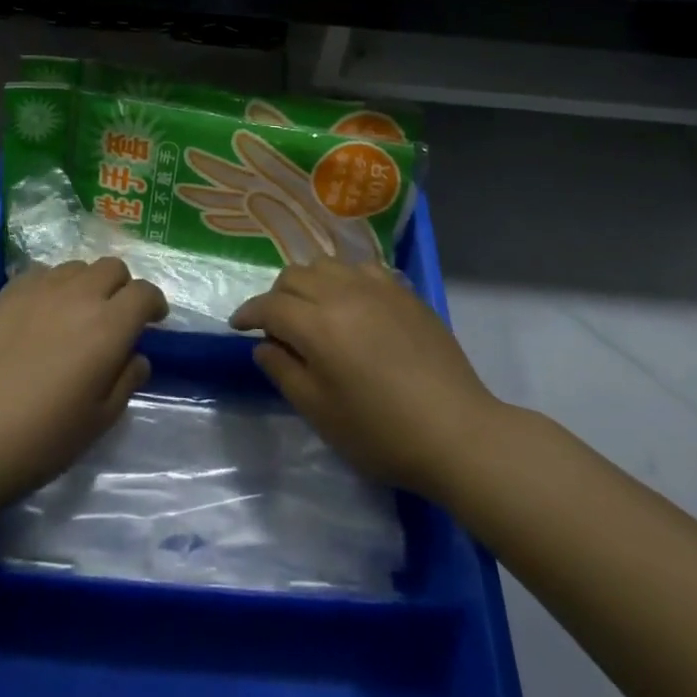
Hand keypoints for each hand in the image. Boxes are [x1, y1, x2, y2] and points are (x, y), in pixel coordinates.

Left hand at [0, 258, 166, 513]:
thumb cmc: (40, 438)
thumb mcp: (98, 421)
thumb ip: (126, 381)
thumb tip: (136, 356)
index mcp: (108, 326)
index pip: (144, 292)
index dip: (154, 303)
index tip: (154, 319)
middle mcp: (78, 295)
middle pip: (112, 267)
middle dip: (122, 287)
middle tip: (115, 316)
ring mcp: (38, 289)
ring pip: (76, 267)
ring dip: (87, 284)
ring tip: (76, 314)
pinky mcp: (5, 293)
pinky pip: (41, 274)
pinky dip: (53, 287)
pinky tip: (41, 315)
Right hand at [231, 258, 498, 499]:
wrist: (458, 432)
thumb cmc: (382, 433)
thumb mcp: (321, 413)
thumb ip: (285, 372)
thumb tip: (264, 346)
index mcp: (318, 325)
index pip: (270, 305)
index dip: (248, 313)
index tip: (238, 325)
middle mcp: (343, 293)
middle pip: (295, 275)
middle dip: (276, 296)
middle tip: (277, 324)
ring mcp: (377, 287)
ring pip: (327, 264)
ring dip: (309, 282)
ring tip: (313, 309)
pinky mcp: (404, 292)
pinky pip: (362, 268)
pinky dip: (344, 279)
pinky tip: (352, 303)